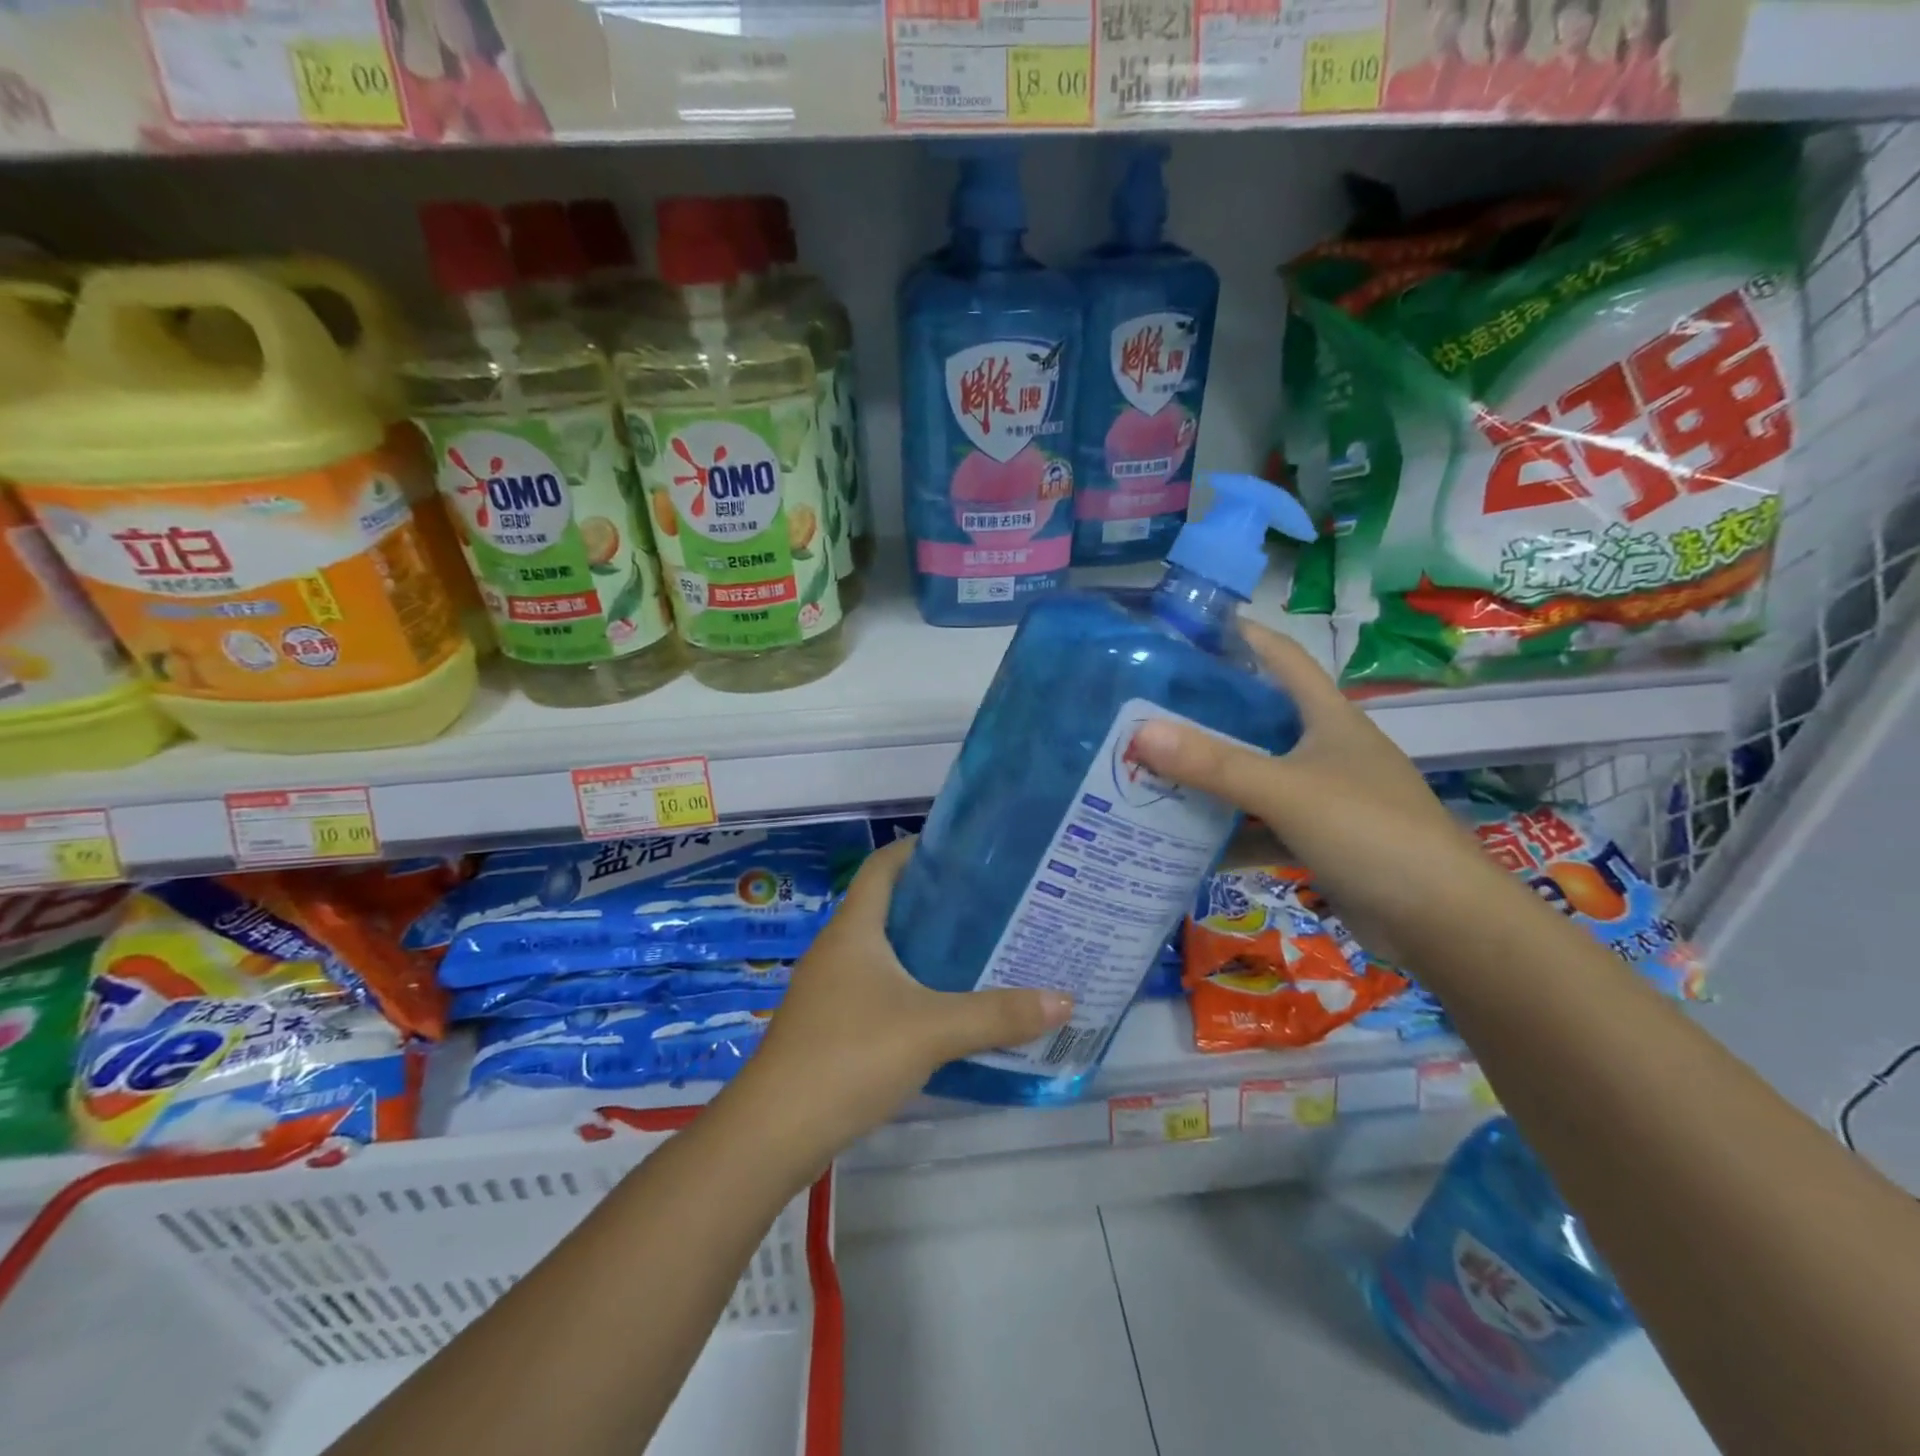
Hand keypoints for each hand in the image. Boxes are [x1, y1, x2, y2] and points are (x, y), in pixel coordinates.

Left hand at [727, 839, 1071, 1171]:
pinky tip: (946, 1007)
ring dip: (925, 948)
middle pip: (888, 906)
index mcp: (855, 929)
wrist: (775, 1132)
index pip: (884, 865)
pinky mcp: (831, 1025)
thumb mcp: (931, 1030)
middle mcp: (838, 949)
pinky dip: (912, 986)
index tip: (965, 851)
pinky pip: (878, 988)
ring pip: (885, 951)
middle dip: (936, 902)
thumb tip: (1064, 1000)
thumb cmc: (849, 1056)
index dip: (918, 848)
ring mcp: (830, 989)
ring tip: (979, 950)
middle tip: (990, 904)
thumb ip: (997, 1015)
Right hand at [1129, 621, 1520, 954]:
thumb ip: (1215, 764)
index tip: (1185, 630)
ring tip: (1149, 772)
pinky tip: (1184, 841)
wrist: (1443, 923)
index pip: (1282, 657)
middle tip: (1144, 711)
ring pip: (1255, 777)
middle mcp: (1325, 749)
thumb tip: (1139, 733)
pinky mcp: (1319, 841)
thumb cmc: (1372, 833)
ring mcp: (1323, 797)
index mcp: (1328, 718)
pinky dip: (1227, 834)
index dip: (1240, 636)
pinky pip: (1260, 828)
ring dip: (1210, 778)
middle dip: (1205, 714)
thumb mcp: (1287, 791)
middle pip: (1258, 719)